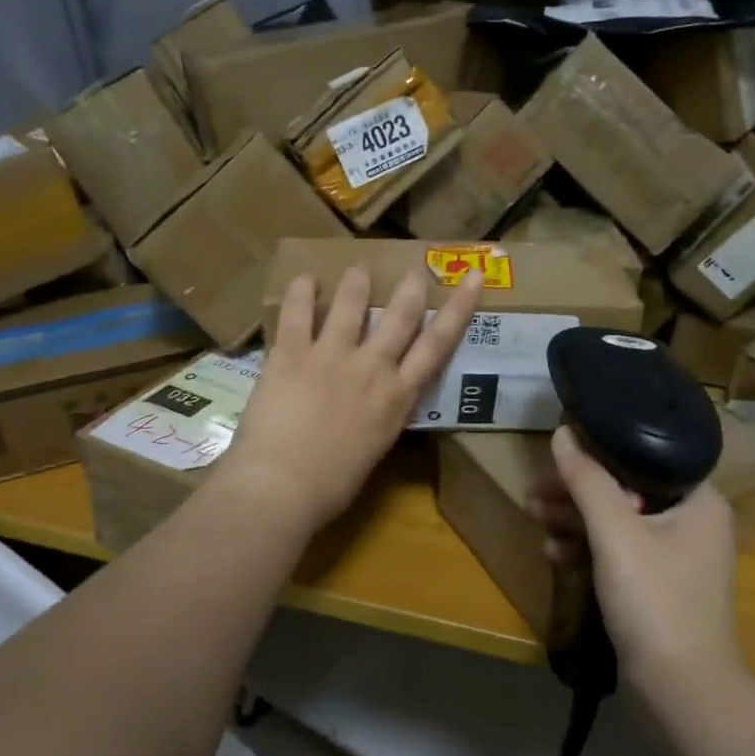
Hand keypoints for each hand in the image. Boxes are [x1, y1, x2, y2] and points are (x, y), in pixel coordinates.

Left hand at [216, 265, 481, 532]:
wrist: (282, 486)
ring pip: (351, 304)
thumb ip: (380, 416)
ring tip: (359, 269)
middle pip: (400, 315)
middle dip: (410, 287)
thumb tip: (378, 403)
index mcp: (397, 397)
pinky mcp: (291, 353)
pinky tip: (305, 279)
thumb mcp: (374, 448)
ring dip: (357, 282)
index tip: (472, 277)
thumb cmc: (331, 486)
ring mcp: (331, 356)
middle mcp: (372, 368)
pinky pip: (298, 312)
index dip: (459, 308)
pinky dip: (302, 291)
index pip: (438, 345)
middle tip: (413, 270)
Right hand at [531, 427, 742, 696]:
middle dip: (576, 492)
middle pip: (625, 489)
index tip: (558, 454)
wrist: (680, 692)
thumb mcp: (615, 533)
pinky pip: (618, 552)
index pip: (644, 457)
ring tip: (534, 516)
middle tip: (534, 492)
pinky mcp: (656, 586)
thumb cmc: (655, 599)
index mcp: (698, 500)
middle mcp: (692, 522)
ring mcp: (675, 557)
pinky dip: (587, 548)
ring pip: (617, 522)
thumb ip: (587, 480)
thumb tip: (563, 433)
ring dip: (575, 519)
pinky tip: (554, 552)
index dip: (598, 452)